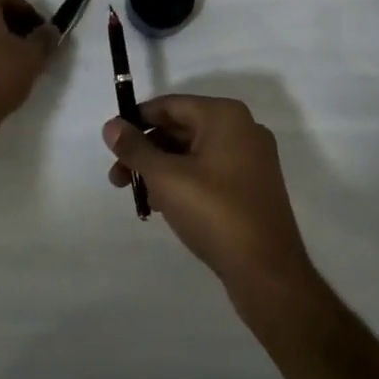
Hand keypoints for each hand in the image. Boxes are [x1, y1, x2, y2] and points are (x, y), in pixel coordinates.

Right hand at [103, 95, 315, 299]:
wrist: (268, 273)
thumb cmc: (215, 213)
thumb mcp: (166, 177)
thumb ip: (135, 148)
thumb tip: (110, 126)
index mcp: (225, 116)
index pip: (170, 105)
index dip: (136, 120)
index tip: (112, 141)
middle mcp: (242, 129)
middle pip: (181, 128)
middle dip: (146, 150)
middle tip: (118, 176)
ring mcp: (251, 159)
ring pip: (193, 152)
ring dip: (161, 168)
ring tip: (136, 195)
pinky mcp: (252, 187)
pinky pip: (209, 171)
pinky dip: (183, 181)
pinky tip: (162, 205)